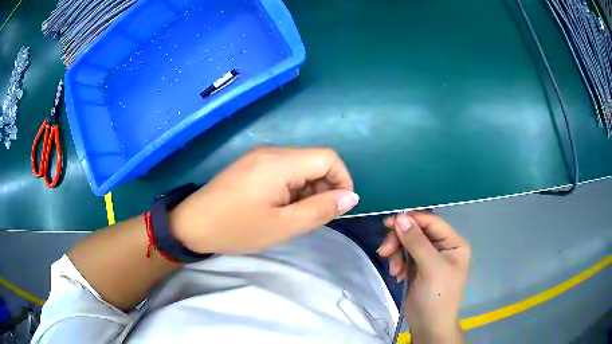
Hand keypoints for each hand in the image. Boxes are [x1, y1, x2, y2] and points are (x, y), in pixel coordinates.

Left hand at [170, 146, 358, 253]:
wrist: (192, 224)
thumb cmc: (236, 228)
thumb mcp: (282, 226)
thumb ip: (320, 210)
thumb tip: (350, 197)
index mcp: (280, 162)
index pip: (328, 158)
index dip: (342, 180)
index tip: (339, 207)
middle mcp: (272, 151)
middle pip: (314, 161)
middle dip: (324, 188)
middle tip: (314, 217)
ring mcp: (259, 156)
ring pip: (299, 167)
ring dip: (308, 190)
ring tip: (295, 216)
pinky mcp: (251, 165)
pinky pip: (283, 171)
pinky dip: (292, 188)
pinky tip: (281, 208)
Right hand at [378, 212, 469, 342]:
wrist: (429, 326)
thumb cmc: (437, 296)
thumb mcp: (430, 268)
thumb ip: (416, 241)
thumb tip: (400, 217)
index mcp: (453, 243)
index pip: (431, 222)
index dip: (410, 219)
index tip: (388, 223)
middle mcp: (442, 247)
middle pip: (417, 232)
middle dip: (399, 241)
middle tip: (384, 252)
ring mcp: (429, 258)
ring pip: (407, 243)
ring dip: (397, 254)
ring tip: (394, 270)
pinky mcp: (417, 268)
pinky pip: (404, 256)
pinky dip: (397, 263)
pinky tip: (397, 275)